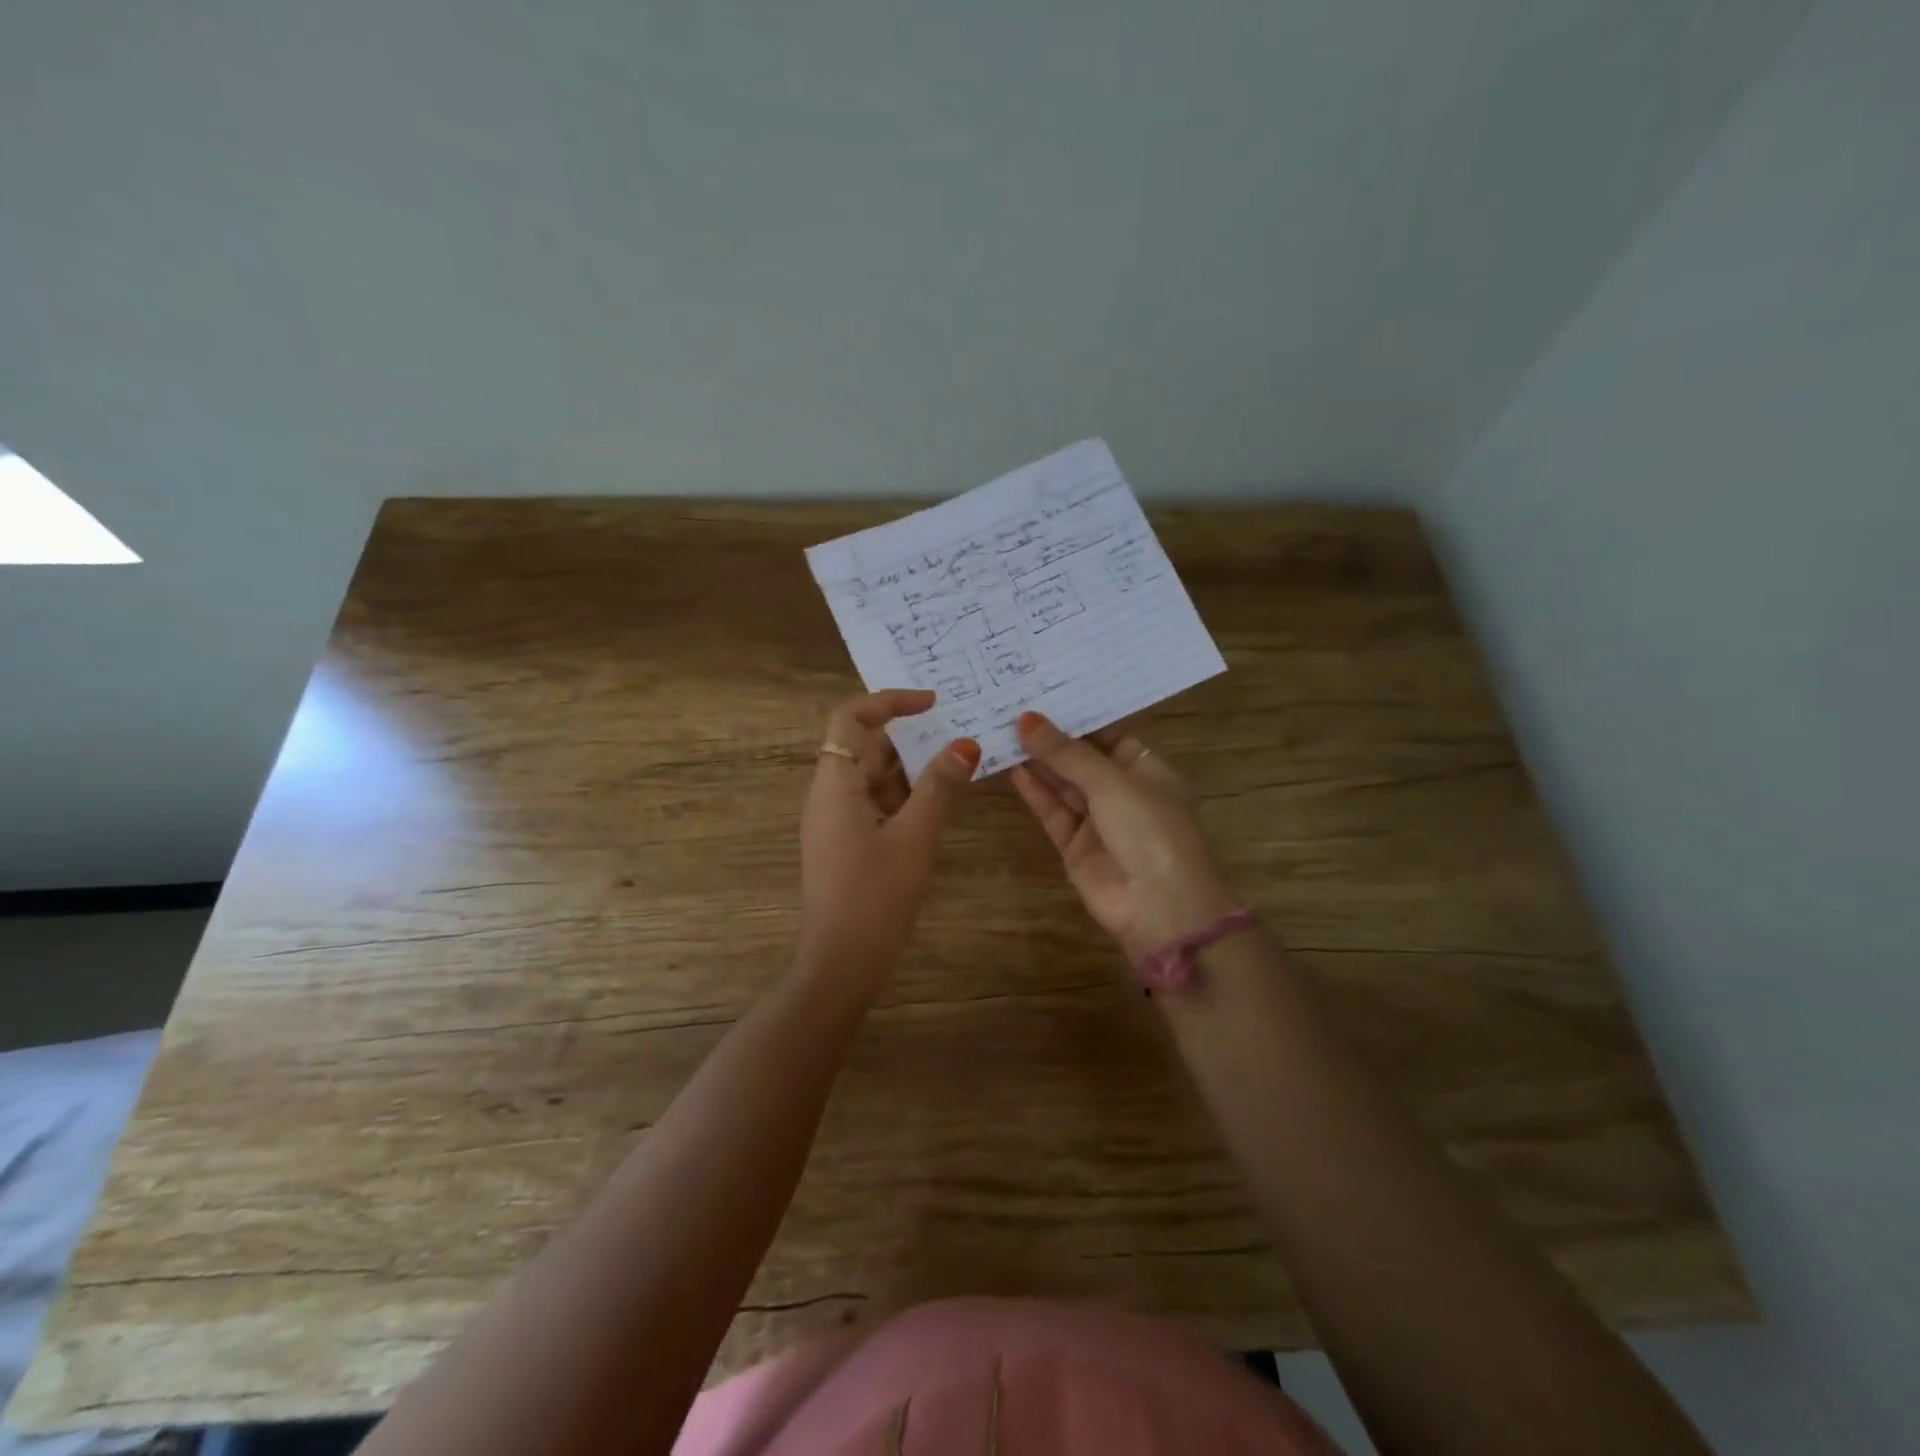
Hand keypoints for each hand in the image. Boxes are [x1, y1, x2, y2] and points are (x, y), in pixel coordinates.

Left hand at [798, 689, 979, 982]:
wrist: (841, 965)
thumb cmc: (874, 897)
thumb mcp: (914, 837)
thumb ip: (939, 788)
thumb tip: (965, 744)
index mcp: (835, 784)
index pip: (851, 719)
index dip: (889, 702)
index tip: (933, 703)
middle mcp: (830, 795)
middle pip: (866, 747)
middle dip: (911, 738)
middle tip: (960, 733)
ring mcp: (838, 822)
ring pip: (876, 778)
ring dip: (914, 770)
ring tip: (961, 764)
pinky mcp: (849, 844)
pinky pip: (879, 805)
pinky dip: (908, 798)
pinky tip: (943, 803)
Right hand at [1011, 712, 1238, 962]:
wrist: (1161, 909)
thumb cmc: (1150, 831)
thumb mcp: (1112, 782)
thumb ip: (1066, 753)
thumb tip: (1027, 719)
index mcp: (1144, 768)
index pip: (1106, 732)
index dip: (1075, 714)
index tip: (1040, 689)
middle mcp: (1120, 790)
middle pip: (1079, 757)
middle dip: (1049, 736)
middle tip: (1009, 704)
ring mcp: (1096, 819)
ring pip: (1061, 783)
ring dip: (1035, 760)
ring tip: (1000, 728)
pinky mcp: (1073, 844)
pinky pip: (1050, 810)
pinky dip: (1032, 790)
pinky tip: (1008, 766)